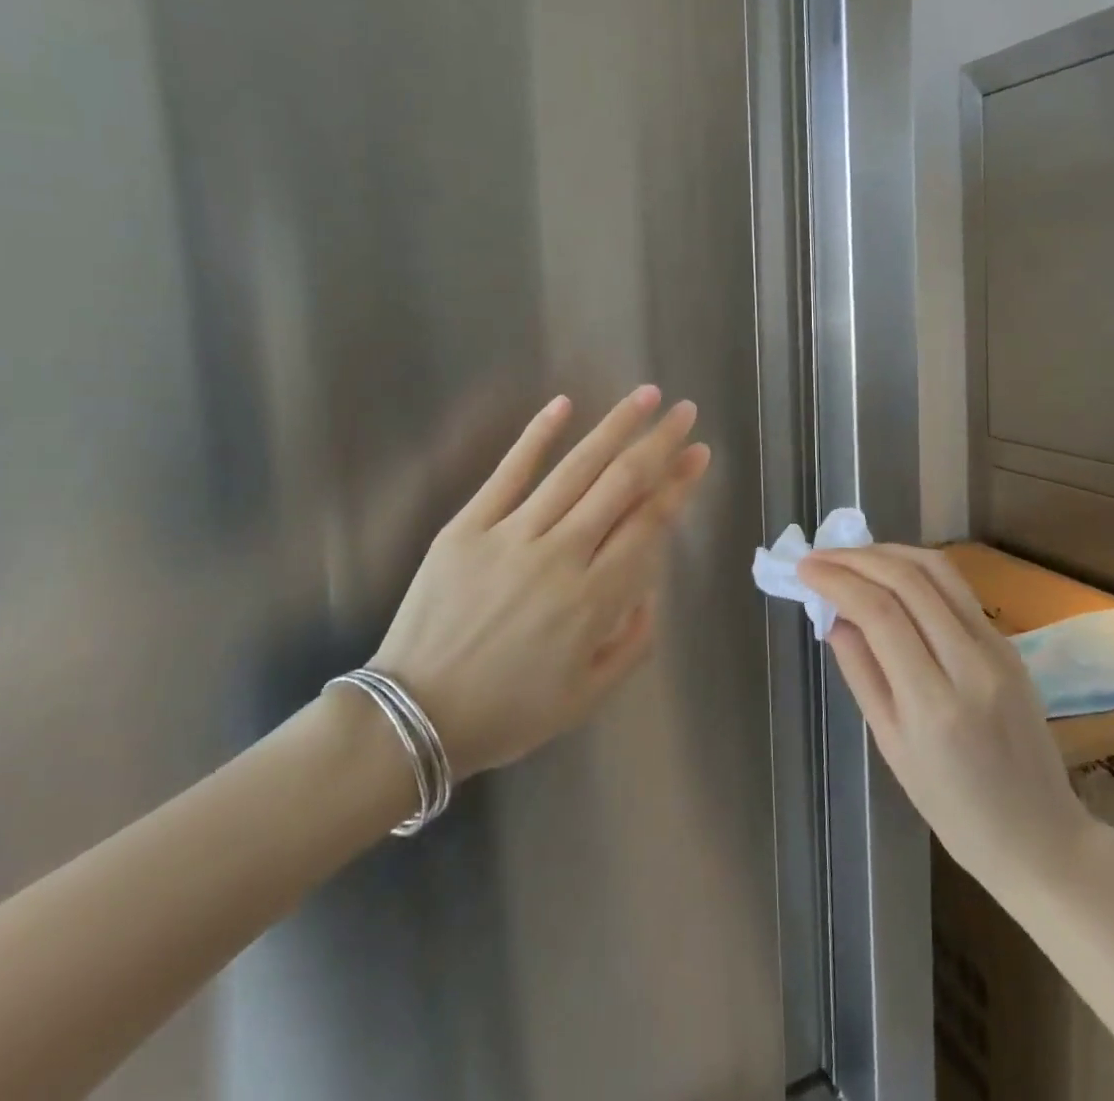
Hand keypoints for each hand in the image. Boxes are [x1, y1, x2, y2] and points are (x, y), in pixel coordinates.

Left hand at [370, 386, 708, 777]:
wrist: (413, 718)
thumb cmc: (508, 712)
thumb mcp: (588, 696)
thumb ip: (634, 640)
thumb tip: (651, 585)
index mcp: (593, 600)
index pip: (648, 525)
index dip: (678, 486)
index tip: (699, 454)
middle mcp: (561, 556)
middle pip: (621, 485)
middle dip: (659, 444)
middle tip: (685, 412)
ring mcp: (512, 535)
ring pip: (575, 469)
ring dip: (615, 428)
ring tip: (646, 395)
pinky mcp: (468, 526)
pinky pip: (509, 472)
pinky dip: (537, 435)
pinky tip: (564, 404)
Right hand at [800, 545, 1093, 891]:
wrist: (1040, 835)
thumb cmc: (953, 808)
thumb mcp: (891, 746)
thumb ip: (860, 672)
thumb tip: (833, 616)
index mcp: (934, 703)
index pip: (879, 614)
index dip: (837, 581)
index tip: (804, 569)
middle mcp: (970, 663)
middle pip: (908, 581)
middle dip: (856, 558)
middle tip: (819, 557)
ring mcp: (997, 648)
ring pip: (938, 571)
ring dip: (888, 553)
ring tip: (850, 556)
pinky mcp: (1009, 643)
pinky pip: (956, 589)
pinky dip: (915, 570)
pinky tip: (889, 575)